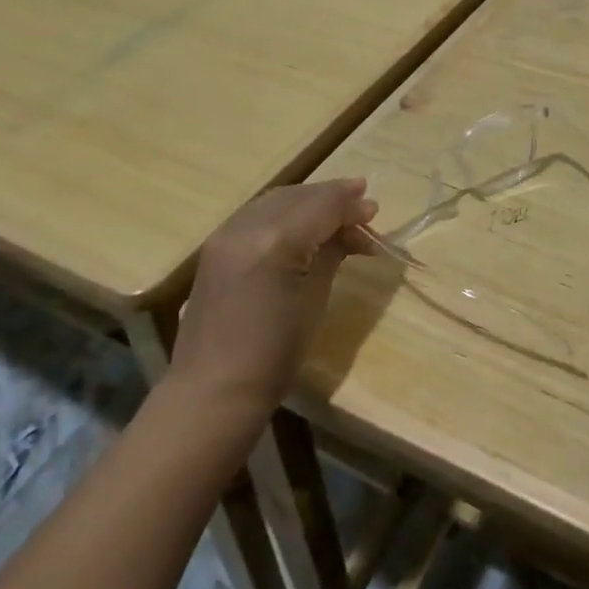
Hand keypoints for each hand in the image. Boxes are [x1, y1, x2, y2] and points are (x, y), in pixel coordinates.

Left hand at [168, 178, 376, 420]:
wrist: (213, 392)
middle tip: (363, 208)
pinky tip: (301, 225)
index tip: (375, 209)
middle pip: (298, 196)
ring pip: (276, 200)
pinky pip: (256, 214)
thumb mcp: (315, 298)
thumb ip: (332, 252)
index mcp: (276, 241)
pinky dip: (284, 212)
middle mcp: (247, 226)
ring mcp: (225, 234)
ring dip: (308, 201)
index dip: (350, 205)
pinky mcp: (215, 247)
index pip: (322, 205)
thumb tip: (353, 228)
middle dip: (332, 197)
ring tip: (336, 213)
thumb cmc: (275, 353)